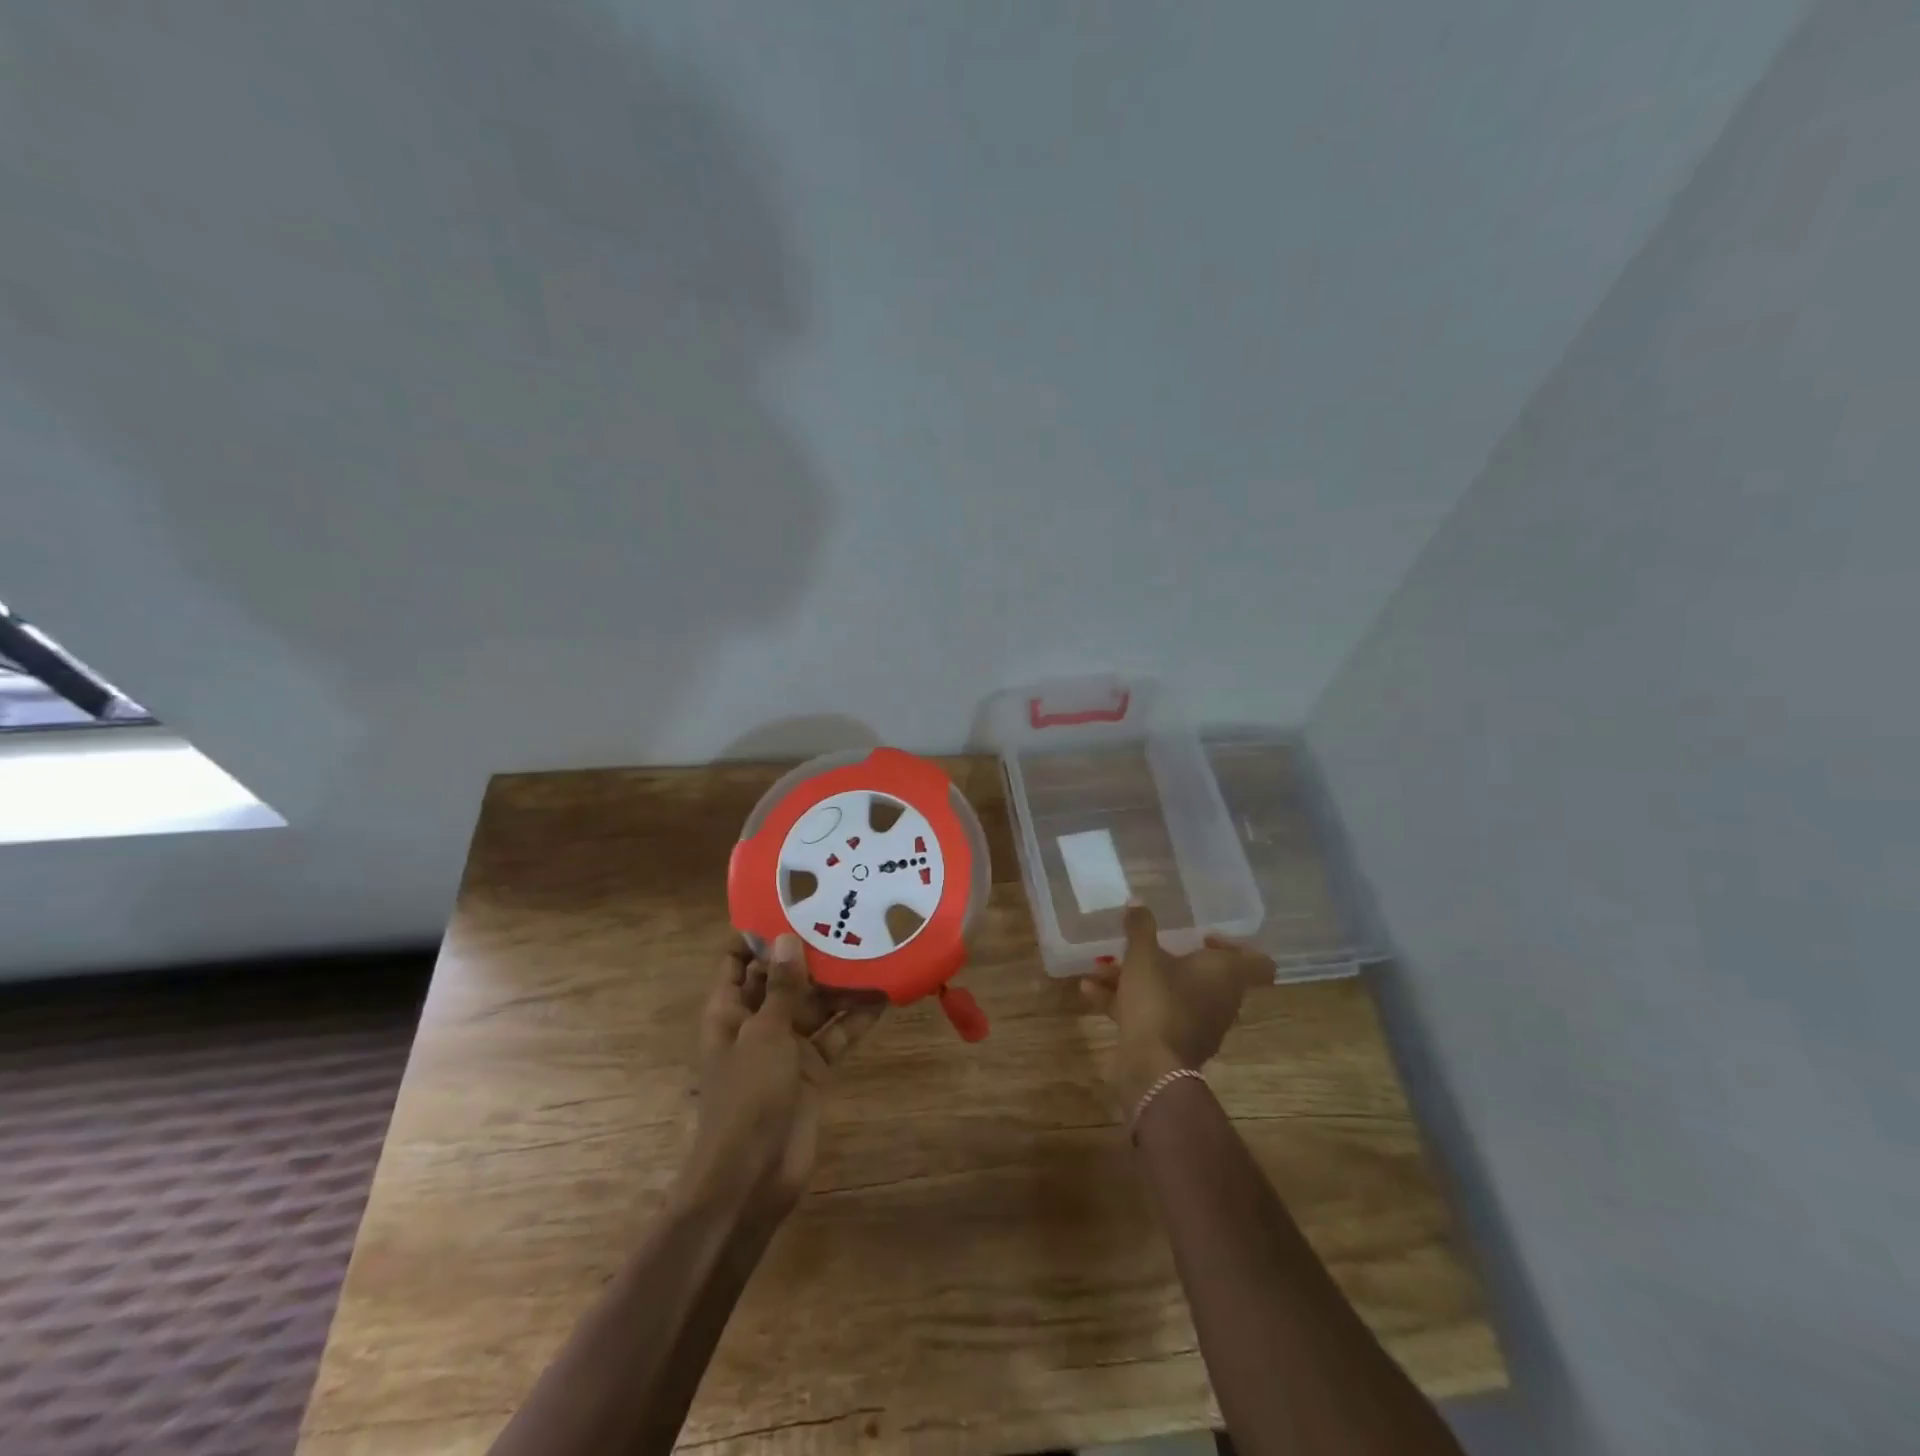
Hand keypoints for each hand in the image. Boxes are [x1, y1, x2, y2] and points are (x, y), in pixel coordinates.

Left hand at [680, 934, 883, 1219]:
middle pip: (784, 976)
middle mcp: (758, 1021)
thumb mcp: (764, 1035)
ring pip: (816, 1003)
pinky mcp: (814, 1068)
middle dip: (810, 951)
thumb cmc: (745, 1098)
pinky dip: (857, 1017)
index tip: (792, 900)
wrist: (751, 1180)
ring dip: (839, 982)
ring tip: (871, 945)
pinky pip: (837, 1033)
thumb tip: (790, 937)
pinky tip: (884, 993)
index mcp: (729, 1010)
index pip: (737, 959)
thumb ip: (782, 988)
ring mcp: (787, 1046)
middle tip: (845, 914)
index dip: (758, 932)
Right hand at [1081, 903, 1274, 1106]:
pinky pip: (1153, 1014)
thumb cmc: (1159, 1000)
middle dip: (1167, 958)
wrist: (1152, 1067)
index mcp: (1225, 975)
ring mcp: (1198, 1024)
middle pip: (1203, 975)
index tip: (1203, 938)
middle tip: (1143, 947)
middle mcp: (1220, 1000)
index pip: (1259, 963)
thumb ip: (1140, 927)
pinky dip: (1126, 1002)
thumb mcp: (1143, 955)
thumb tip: (1136, 901)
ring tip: (1101, 967)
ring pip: (1171, 993)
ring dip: (1138, 979)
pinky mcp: (1174, 1043)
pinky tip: (1089, 991)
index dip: (1236, 947)